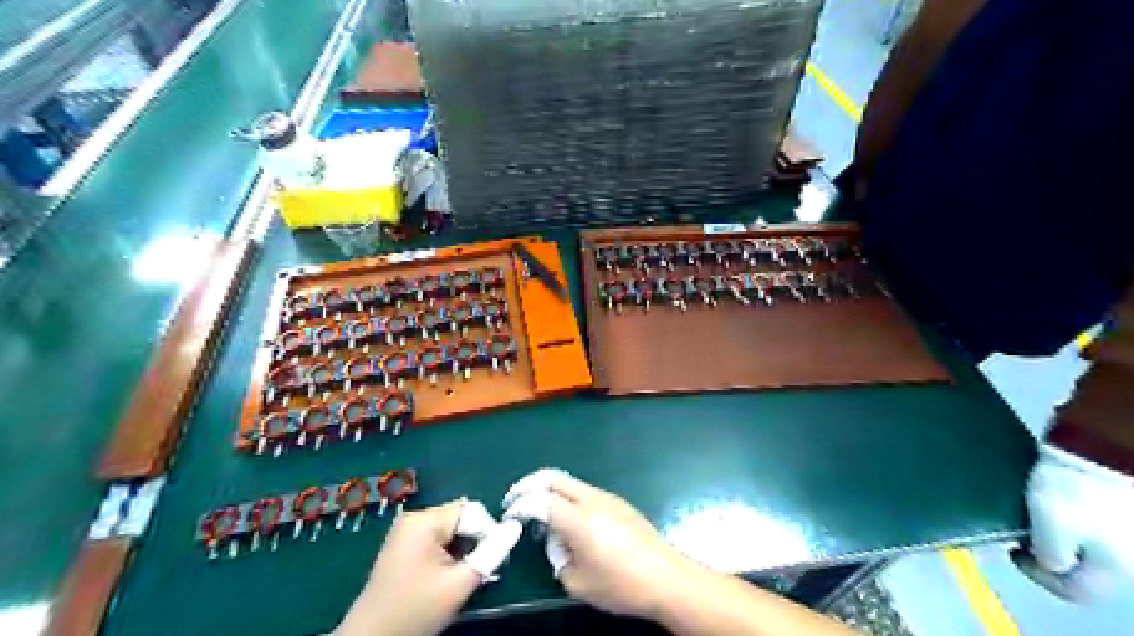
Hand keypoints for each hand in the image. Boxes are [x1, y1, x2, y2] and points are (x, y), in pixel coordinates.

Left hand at [336, 500, 522, 634]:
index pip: (472, 511)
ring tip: (461, 577)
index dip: (488, 533)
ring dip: (462, 550)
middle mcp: (414, 518)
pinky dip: (448, 554)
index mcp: (425, 521)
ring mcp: (405, 531)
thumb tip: (515, 527)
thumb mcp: (460, 583)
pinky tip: (446, 576)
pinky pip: (436, 538)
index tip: (491, 562)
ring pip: (450, 529)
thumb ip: (491, 553)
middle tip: (478, 571)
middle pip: (460, 518)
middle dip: (474, 542)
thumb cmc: (416, 610)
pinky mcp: (402, 545)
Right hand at [502, 469, 690, 617]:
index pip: (539, 500)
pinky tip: (566, 517)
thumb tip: (557, 542)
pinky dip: (566, 496)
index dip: (519, 504)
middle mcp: (591, 499)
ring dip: (549, 489)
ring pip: (569, 481)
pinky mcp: (618, 502)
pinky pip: (584, 490)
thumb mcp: (577, 583)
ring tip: (539, 511)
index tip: (509, 515)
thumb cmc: (621, 585)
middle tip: (515, 500)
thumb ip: (558, 557)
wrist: (666, 578)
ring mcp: (607, 497)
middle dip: (529, 485)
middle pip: (553, 477)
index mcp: (578, 519)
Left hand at [1014, 448, 1132, 600]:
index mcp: (1115, 567)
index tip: (1013, 550)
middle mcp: (1128, 553)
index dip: (1038, 576)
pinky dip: (1064, 509)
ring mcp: (1126, 525)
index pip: (1077, 592)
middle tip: (1020, 528)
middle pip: (1082, 565)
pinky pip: (1089, 515)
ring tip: (1028, 508)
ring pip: (1084, 539)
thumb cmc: (1076, 491)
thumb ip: (1050, 554)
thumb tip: (1050, 564)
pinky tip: (1044, 493)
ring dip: (1054, 528)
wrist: (1102, 445)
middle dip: (1047, 549)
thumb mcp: (1054, 526)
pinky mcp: (1119, 500)